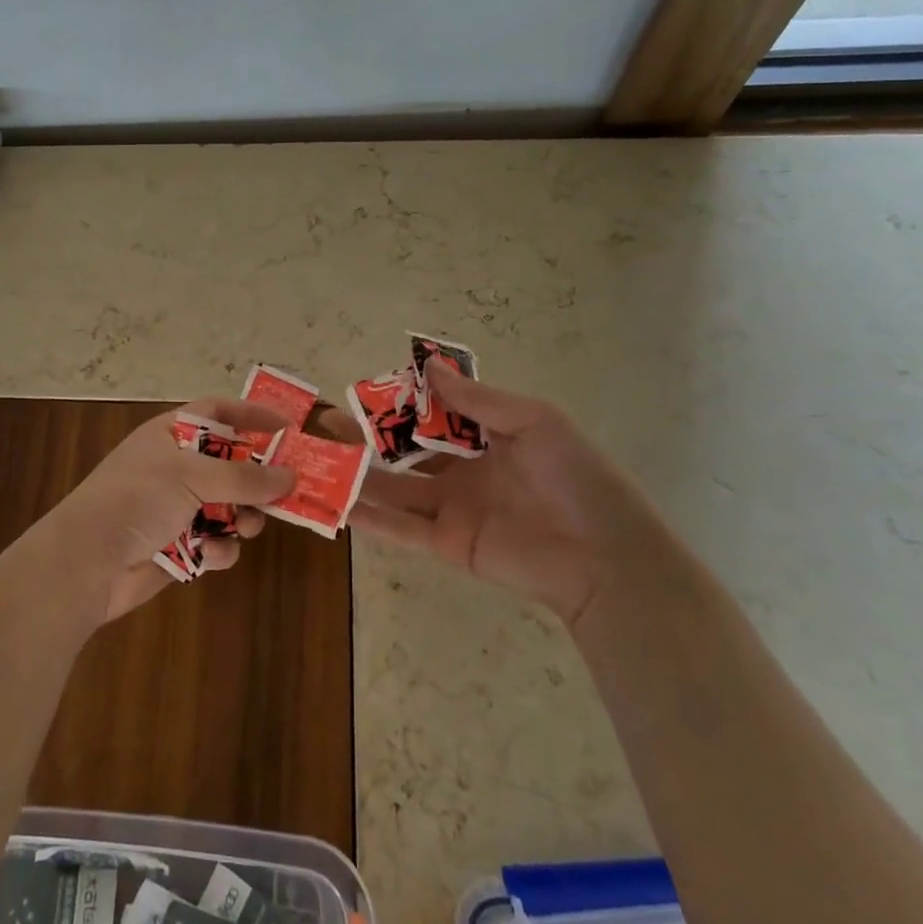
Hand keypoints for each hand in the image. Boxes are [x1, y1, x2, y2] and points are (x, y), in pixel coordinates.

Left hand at [37, 399, 296, 622]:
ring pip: (229, 506)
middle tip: (284, 491)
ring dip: (243, 517)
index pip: (218, 411)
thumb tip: (290, 476)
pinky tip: (208, 555)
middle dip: (256, 479)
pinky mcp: (178, 546)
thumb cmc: (137, 499)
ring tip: (248, 526)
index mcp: (171, 434)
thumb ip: (244, 476)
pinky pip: (214, 542)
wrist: (87, 563)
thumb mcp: (191, 476)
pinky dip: (216, 549)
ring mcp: (176, 507)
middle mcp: (176, 466)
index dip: (252, 414)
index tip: (289, 426)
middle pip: (231, 463)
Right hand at [335, 365, 675, 627]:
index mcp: (487, 439)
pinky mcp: (446, 543)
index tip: (365, 391)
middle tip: (325, 425)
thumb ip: (478, 401)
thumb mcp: (535, 422)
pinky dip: (369, 517)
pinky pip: (401, 527)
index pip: (433, 416)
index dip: (401, 403)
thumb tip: (430, 366)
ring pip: (394, 488)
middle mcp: (463, 471)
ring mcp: (452, 508)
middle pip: (405, 451)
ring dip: (358, 475)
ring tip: (317, 459)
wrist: (606, 557)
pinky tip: (336, 503)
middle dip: (368, 438)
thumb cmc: (576, 478)